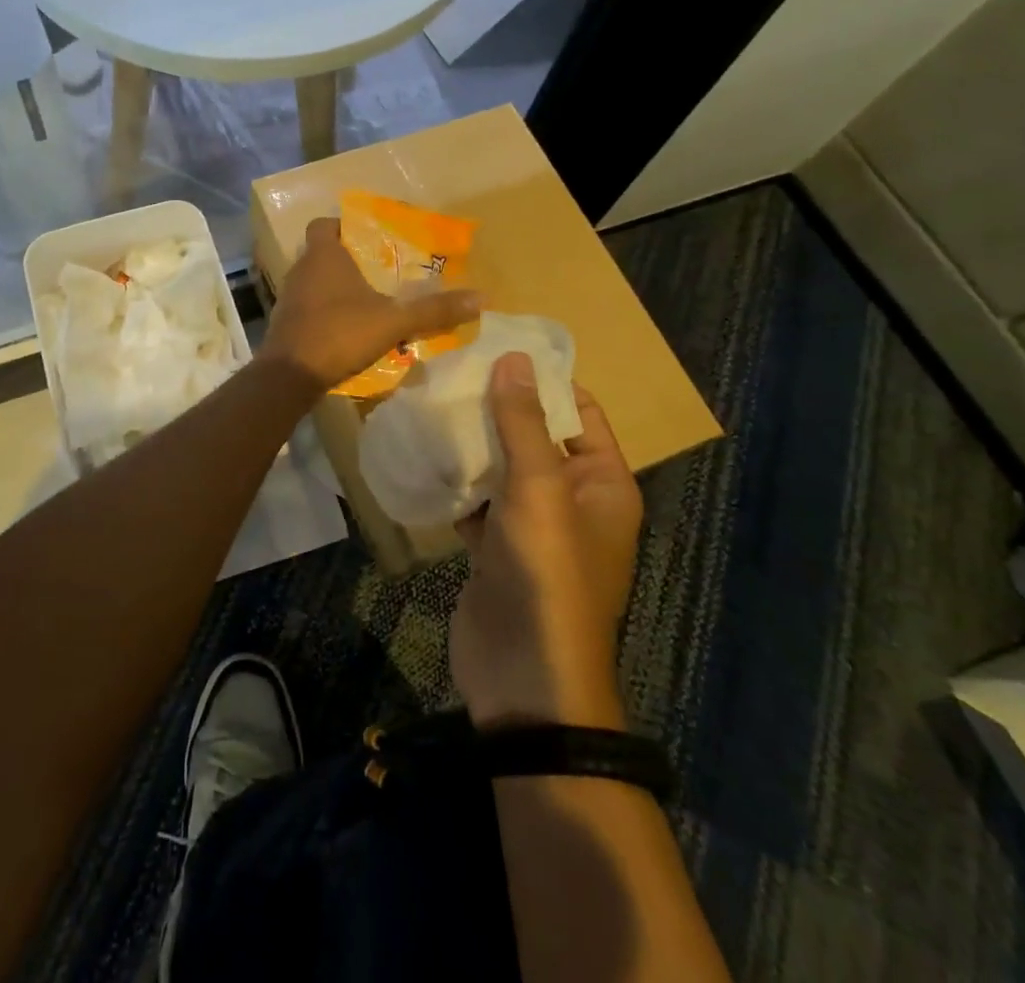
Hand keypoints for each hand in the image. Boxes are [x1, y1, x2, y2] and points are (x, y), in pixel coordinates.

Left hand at [260, 217, 478, 392]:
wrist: (290, 376)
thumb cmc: (339, 334)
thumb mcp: (393, 322)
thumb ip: (434, 310)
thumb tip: (481, 297)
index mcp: (323, 256)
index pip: (324, 224)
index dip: (342, 226)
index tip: (368, 238)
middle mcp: (301, 270)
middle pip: (322, 253)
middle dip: (349, 259)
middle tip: (379, 270)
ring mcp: (289, 297)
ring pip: (315, 281)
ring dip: (337, 288)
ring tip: (370, 300)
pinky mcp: (286, 323)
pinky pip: (309, 306)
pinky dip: (326, 311)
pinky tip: (348, 328)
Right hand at [451, 353, 642, 730]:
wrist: (524, 679)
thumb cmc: (546, 575)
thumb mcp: (538, 490)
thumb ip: (523, 423)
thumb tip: (514, 358)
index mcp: (602, 484)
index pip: (579, 412)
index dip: (543, 379)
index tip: (496, 345)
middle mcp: (572, 500)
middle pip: (535, 436)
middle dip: (497, 406)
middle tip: (449, 368)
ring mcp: (532, 527)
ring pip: (502, 467)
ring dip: (472, 442)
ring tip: (429, 400)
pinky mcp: (496, 548)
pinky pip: (478, 500)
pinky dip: (456, 481)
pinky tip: (422, 454)